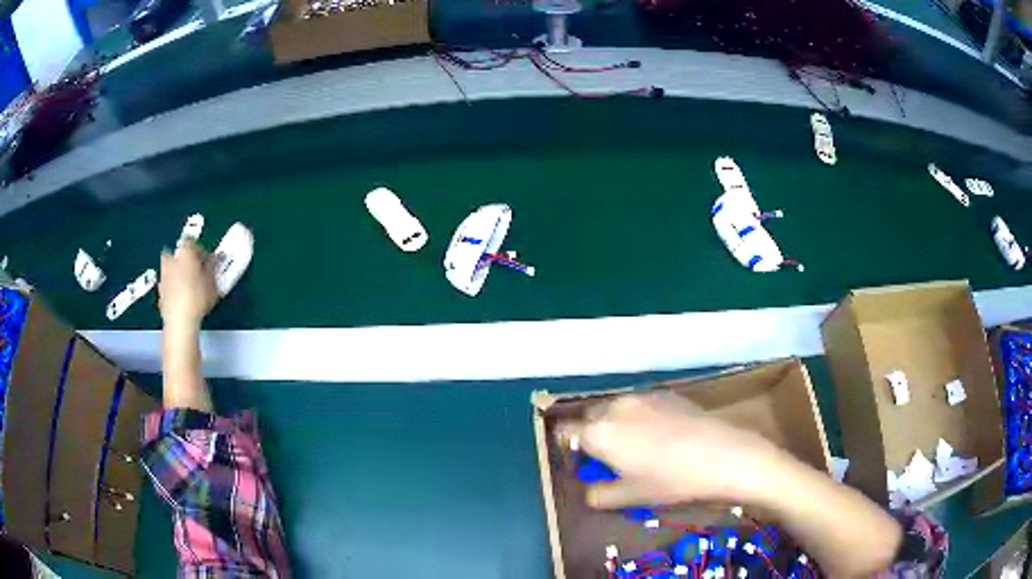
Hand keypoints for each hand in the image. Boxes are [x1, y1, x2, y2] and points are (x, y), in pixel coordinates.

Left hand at [159, 241, 217, 328]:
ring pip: (170, 269)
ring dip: (177, 274)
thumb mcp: (212, 281)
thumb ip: (213, 267)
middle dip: (183, 260)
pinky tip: (180, 299)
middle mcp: (171, 260)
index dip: (199, 249)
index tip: (206, 260)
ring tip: (188, 287)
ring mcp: (163, 276)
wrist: (180, 320)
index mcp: (185, 252)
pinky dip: (172, 288)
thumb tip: (216, 257)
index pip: (192, 242)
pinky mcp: (160, 292)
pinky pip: (168, 285)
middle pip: (176, 254)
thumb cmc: (198, 296)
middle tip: (193, 271)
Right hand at [558, 394, 793, 508]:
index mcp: (599, 432)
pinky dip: (639, 418)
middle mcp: (614, 407)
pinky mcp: (665, 393)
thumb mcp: (630, 496)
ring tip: (637, 448)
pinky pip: (640, 405)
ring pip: (615, 410)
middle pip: (589, 418)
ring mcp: (642, 396)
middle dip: (592, 436)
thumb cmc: (671, 481)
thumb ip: (599, 495)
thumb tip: (589, 492)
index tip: (580, 465)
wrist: (723, 454)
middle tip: (609, 460)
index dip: (568, 449)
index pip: (565, 433)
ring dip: (616, 426)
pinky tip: (661, 436)